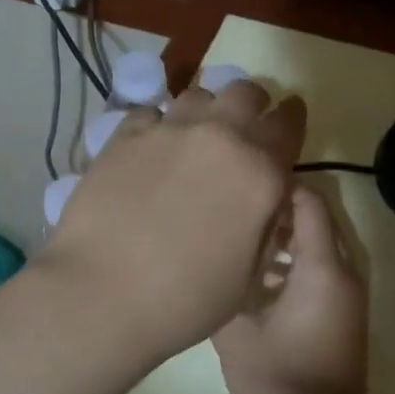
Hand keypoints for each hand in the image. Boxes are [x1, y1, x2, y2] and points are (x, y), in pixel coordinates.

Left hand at [39, 79, 306, 362]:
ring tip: (197, 137)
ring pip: (199, 95)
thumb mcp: (249, 275)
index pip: (288, 124)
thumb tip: (265, 200)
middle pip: (246, 93)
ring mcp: (169, 131)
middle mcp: (220, 137)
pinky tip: (152, 149)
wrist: (103, 294)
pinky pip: (151, 112)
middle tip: (243, 128)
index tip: (290, 115)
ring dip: (207, 111)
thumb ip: (264, 225)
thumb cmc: (186, 300)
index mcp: (260, 172)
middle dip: (251, 106)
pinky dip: (159, 125)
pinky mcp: (125, 136)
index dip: (292, 117)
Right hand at [213, 184, 369, 393]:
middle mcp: (343, 273)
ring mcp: (347, 294)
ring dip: (287, 237)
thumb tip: (208, 261)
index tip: (242, 180)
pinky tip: (258, 275)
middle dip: (280, 209)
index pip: (310, 204)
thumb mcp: (235, 333)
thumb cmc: (278, 379)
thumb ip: (224, 287)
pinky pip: (322, 270)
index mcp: (322, 269)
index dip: (279, 185)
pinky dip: (295, 262)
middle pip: (317, 221)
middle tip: (237, 206)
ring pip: (319, 246)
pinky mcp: (343, 312)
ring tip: (242, 236)